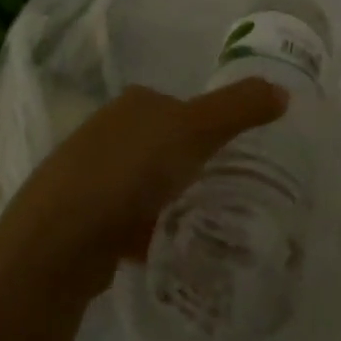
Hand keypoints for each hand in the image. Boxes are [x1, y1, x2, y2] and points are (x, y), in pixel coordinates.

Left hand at [0, 80, 289, 300]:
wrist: (58, 240)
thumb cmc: (129, 172)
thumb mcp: (194, 131)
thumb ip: (239, 108)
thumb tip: (283, 90)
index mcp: (133, 103)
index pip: (180, 106)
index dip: (209, 126)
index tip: (235, 155)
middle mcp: (107, 130)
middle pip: (161, 144)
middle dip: (188, 166)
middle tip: (225, 192)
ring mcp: (88, 174)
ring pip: (143, 183)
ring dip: (167, 200)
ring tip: (200, 224)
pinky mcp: (79, 217)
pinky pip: (125, 219)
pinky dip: (145, 231)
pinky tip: (163, 250)